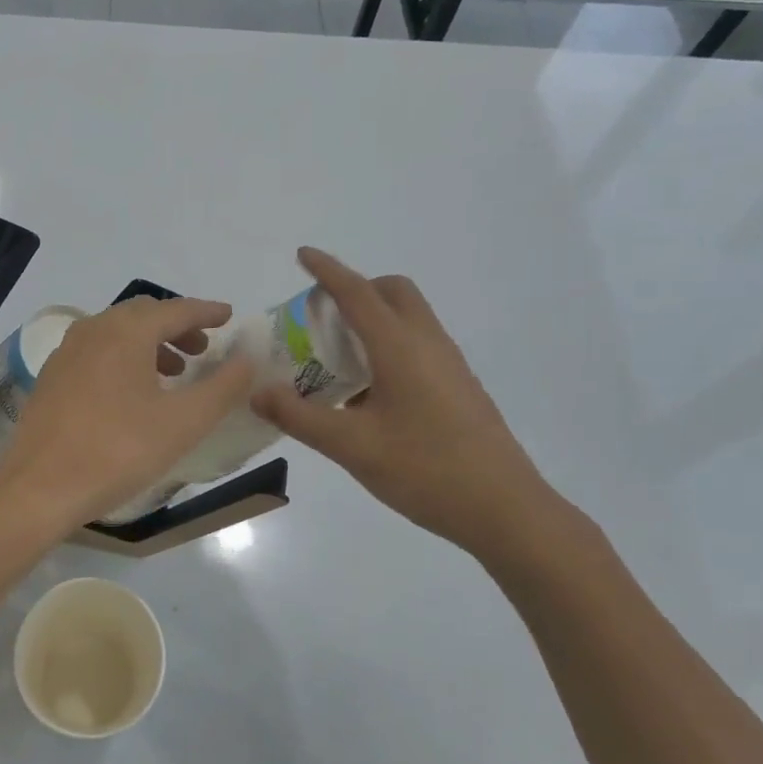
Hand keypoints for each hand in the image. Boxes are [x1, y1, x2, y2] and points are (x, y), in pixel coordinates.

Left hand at [0, 297, 256, 531]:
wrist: (39, 487)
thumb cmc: (117, 451)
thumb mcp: (183, 422)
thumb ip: (222, 387)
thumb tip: (247, 359)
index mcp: (126, 332)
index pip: (176, 310)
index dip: (206, 312)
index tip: (228, 316)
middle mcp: (93, 329)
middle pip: (143, 315)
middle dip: (177, 327)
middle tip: (204, 349)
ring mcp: (67, 352)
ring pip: (117, 333)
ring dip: (150, 344)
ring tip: (174, 372)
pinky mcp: (52, 376)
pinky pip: (97, 352)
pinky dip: (124, 358)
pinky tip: (132, 391)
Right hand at [252, 248, 565, 559]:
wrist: (504, 509)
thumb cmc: (425, 469)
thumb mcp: (351, 446)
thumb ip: (300, 416)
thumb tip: (258, 392)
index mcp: (400, 346)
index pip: (357, 293)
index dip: (327, 271)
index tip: (303, 255)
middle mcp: (427, 343)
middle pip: (393, 292)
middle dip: (357, 289)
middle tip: (322, 317)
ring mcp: (449, 364)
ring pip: (409, 318)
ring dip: (373, 318)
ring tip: (337, 357)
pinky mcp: (458, 386)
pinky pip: (418, 344)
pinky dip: (388, 344)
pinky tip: (369, 393)